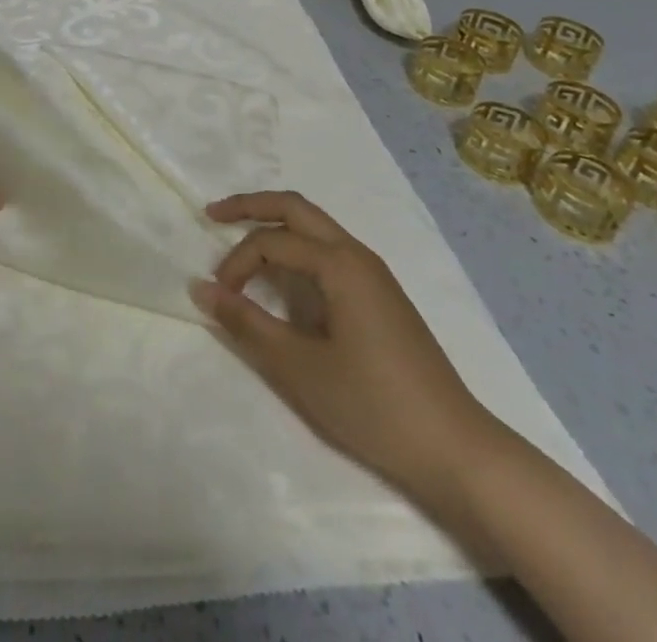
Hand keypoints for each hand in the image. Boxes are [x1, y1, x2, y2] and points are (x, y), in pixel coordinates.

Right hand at [192, 190, 497, 505]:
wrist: (456, 450)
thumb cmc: (374, 405)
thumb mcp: (299, 367)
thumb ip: (246, 323)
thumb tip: (200, 288)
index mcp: (339, 263)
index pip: (271, 243)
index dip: (236, 263)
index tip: (219, 298)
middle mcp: (357, 254)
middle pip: (296, 208)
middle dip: (251, 205)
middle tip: (212, 215)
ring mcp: (373, 273)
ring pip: (315, 227)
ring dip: (275, 226)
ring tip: (241, 241)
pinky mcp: (381, 296)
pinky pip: (329, 251)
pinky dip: (296, 249)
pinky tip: (284, 275)